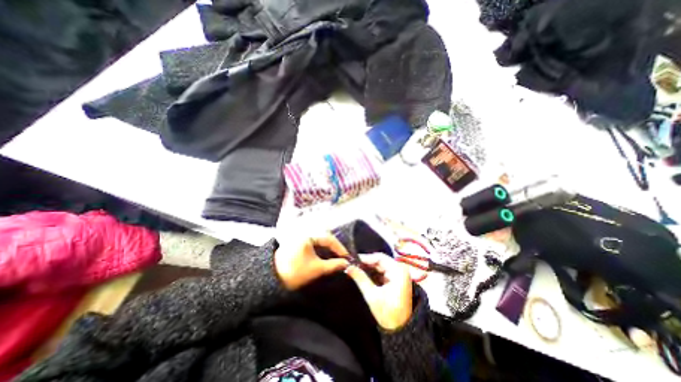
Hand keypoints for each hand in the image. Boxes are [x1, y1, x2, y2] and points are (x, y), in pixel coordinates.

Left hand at [275, 234, 350, 290]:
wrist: (273, 281)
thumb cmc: (295, 272)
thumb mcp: (317, 269)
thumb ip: (333, 265)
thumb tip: (346, 263)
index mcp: (308, 236)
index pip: (328, 238)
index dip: (339, 248)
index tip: (347, 257)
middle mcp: (304, 233)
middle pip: (324, 238)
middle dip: (334, 248)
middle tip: (342, 257)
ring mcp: (300, 239)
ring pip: (319, 241)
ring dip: (328, 249)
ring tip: (335, 258)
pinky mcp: (297, 245)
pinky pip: (313, 244)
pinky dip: (320, 250)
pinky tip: (325, 257)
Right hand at [346, 253, 409, 331]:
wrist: (401, 332)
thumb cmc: (388, 314)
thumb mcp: (372, 295)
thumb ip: (360, 278)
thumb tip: (348, 267)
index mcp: (398, 271)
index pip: (379, 257)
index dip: (365, 258)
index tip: (352, 260)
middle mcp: (400, 269)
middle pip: (380, 261)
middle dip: (366, 263)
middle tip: (352, 265)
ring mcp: (399, 274)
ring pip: (380, 266)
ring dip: (368, 268)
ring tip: (355, 269)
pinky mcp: (396, 280)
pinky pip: (382, 272)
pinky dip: (373, 273)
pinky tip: (363, 274)